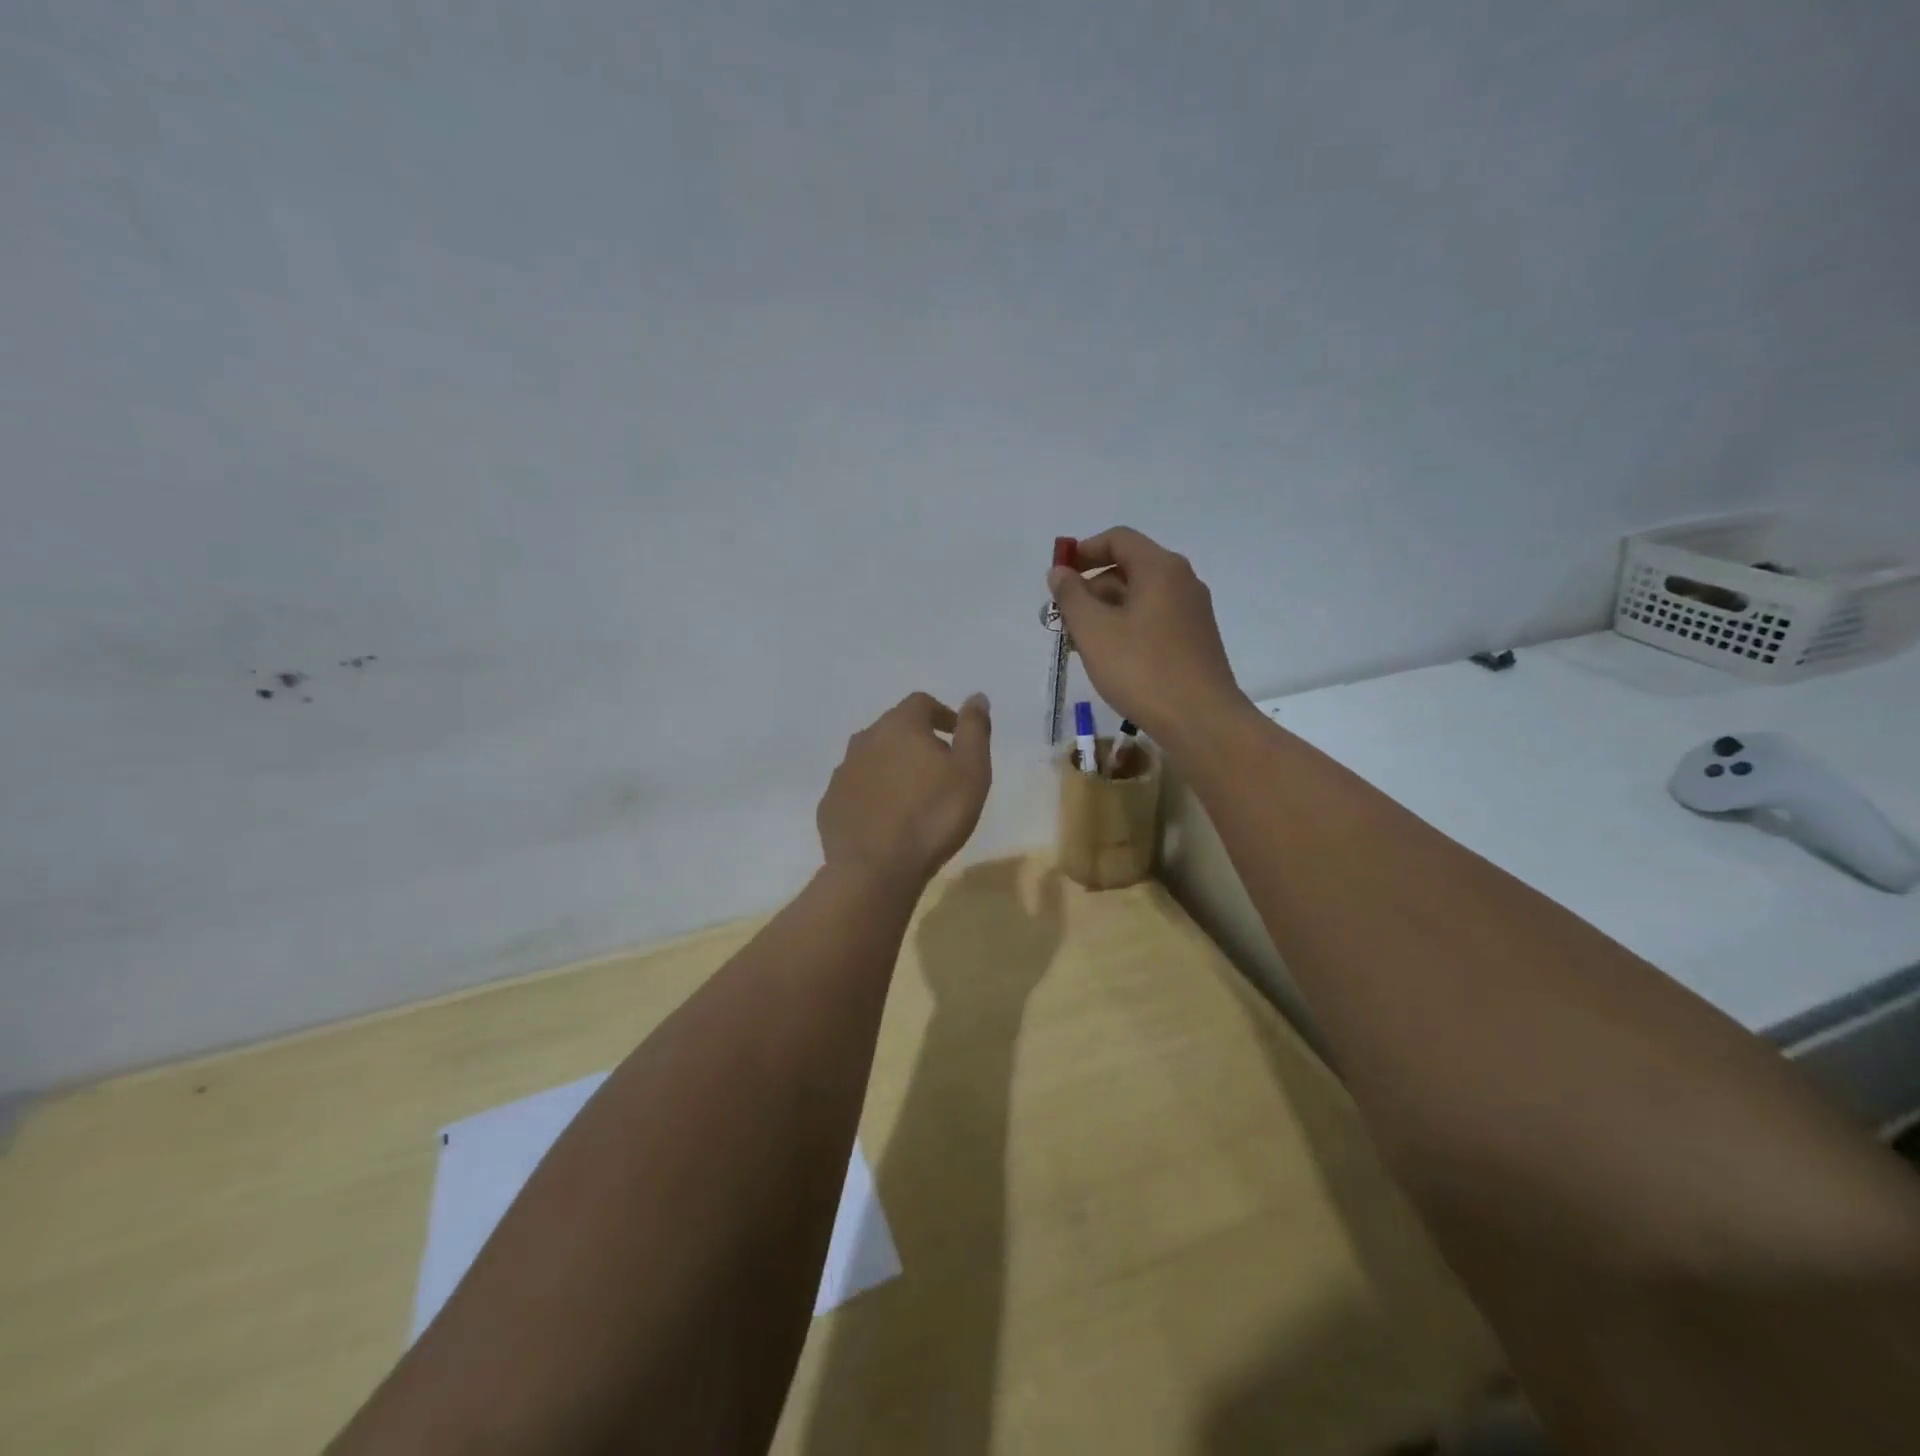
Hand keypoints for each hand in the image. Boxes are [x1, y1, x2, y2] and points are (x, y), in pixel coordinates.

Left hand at [817, 692, 992, 888]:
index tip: (955, 736)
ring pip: (871, 759)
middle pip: (893, 729)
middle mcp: (864, 740)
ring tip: (912, 796)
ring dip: (891, 768)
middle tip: (938, 769)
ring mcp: (842, 773)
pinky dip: (872, 795)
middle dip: (916, 741)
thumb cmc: (933, 816)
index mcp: (899, 726)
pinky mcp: (830, 804)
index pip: (921, 703)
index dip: (941, 715)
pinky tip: (886, 819)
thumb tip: (977, 697)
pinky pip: (855, 789)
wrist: (876, 869)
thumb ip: (974, 730)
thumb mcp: (971, 771)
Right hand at [1047, 527, 1248, 743]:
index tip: (1059, 577)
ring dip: (1107, 612)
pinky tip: (1112, 659)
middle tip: (1065, 620)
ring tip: (1082, 645)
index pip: (1118, 539)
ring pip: (1141, 597)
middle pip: (1129, 568)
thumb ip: (1071, 596)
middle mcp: (1182, 581)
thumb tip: (1060, 572)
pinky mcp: (1196, 639)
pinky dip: (1128, 627)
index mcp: (1160, 569)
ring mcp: (1193, 611)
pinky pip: (1154, 619)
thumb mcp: (1093, 631)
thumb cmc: (1141, 670)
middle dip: (1092, 588)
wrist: (1200, 720)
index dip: (1084, 551)